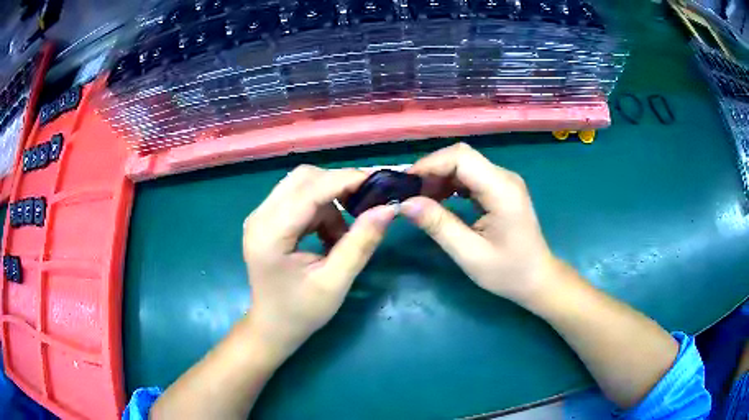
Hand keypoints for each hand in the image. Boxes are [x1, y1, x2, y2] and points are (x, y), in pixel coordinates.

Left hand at [243, 165, 395, 358]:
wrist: (273, 326)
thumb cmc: (301, 311)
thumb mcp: (336, 282)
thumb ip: (361, 243)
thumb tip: (388, 208)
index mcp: (270, 234)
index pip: (309, 190)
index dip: (346, 180)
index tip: (380, 182)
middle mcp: (260, 216)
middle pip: (303, 178)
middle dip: (339, 185)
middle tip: (366, 205)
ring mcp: (260, 216)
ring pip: (303, 185)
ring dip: (330, 202)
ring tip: (342, 237)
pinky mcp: (266, 219)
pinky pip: (299, 198)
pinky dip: (321, 210)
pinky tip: (328, 237)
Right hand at [401, 143, 559, 305]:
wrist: (537, 279)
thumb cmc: (508, 272)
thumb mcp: (470, 254)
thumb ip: (438, 225)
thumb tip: (405, 204)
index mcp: (501, 190)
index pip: (461, 157)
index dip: (430, 165)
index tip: (405, 185)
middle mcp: (504, 177)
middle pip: (461, 157)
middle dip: (431, 171)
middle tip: (409, 195)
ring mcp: (503, 182)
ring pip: (463, 165)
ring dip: (439, 178)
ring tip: (420, 201)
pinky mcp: (500, 189)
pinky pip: (470, 177)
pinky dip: (450, 185)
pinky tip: (438, 201)